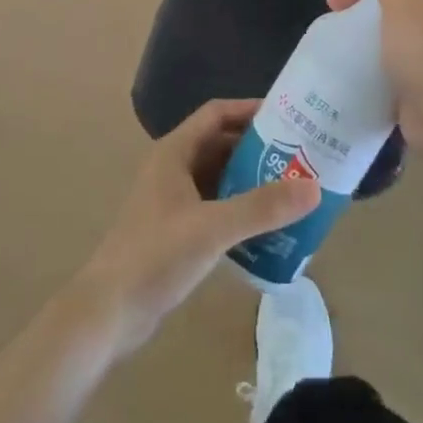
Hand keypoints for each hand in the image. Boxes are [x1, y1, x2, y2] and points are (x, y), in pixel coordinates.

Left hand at [79, 100, 321, 356]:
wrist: (109, 312)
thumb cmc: (156, 256)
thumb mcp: (213, 228)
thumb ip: (262, 207)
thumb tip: (314, 187)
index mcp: (175, 152)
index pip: (216, 114)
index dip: (250, 110)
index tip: (289, 117)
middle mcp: (173, 168)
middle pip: (220, 145)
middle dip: (258, 149)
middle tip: (300, 157)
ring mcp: (172, 201)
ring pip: (219, 178)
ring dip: (250, 182)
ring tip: (292, 191)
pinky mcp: (175, 231)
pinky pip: (215, 207)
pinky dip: (239, 211)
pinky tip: (266, 230)